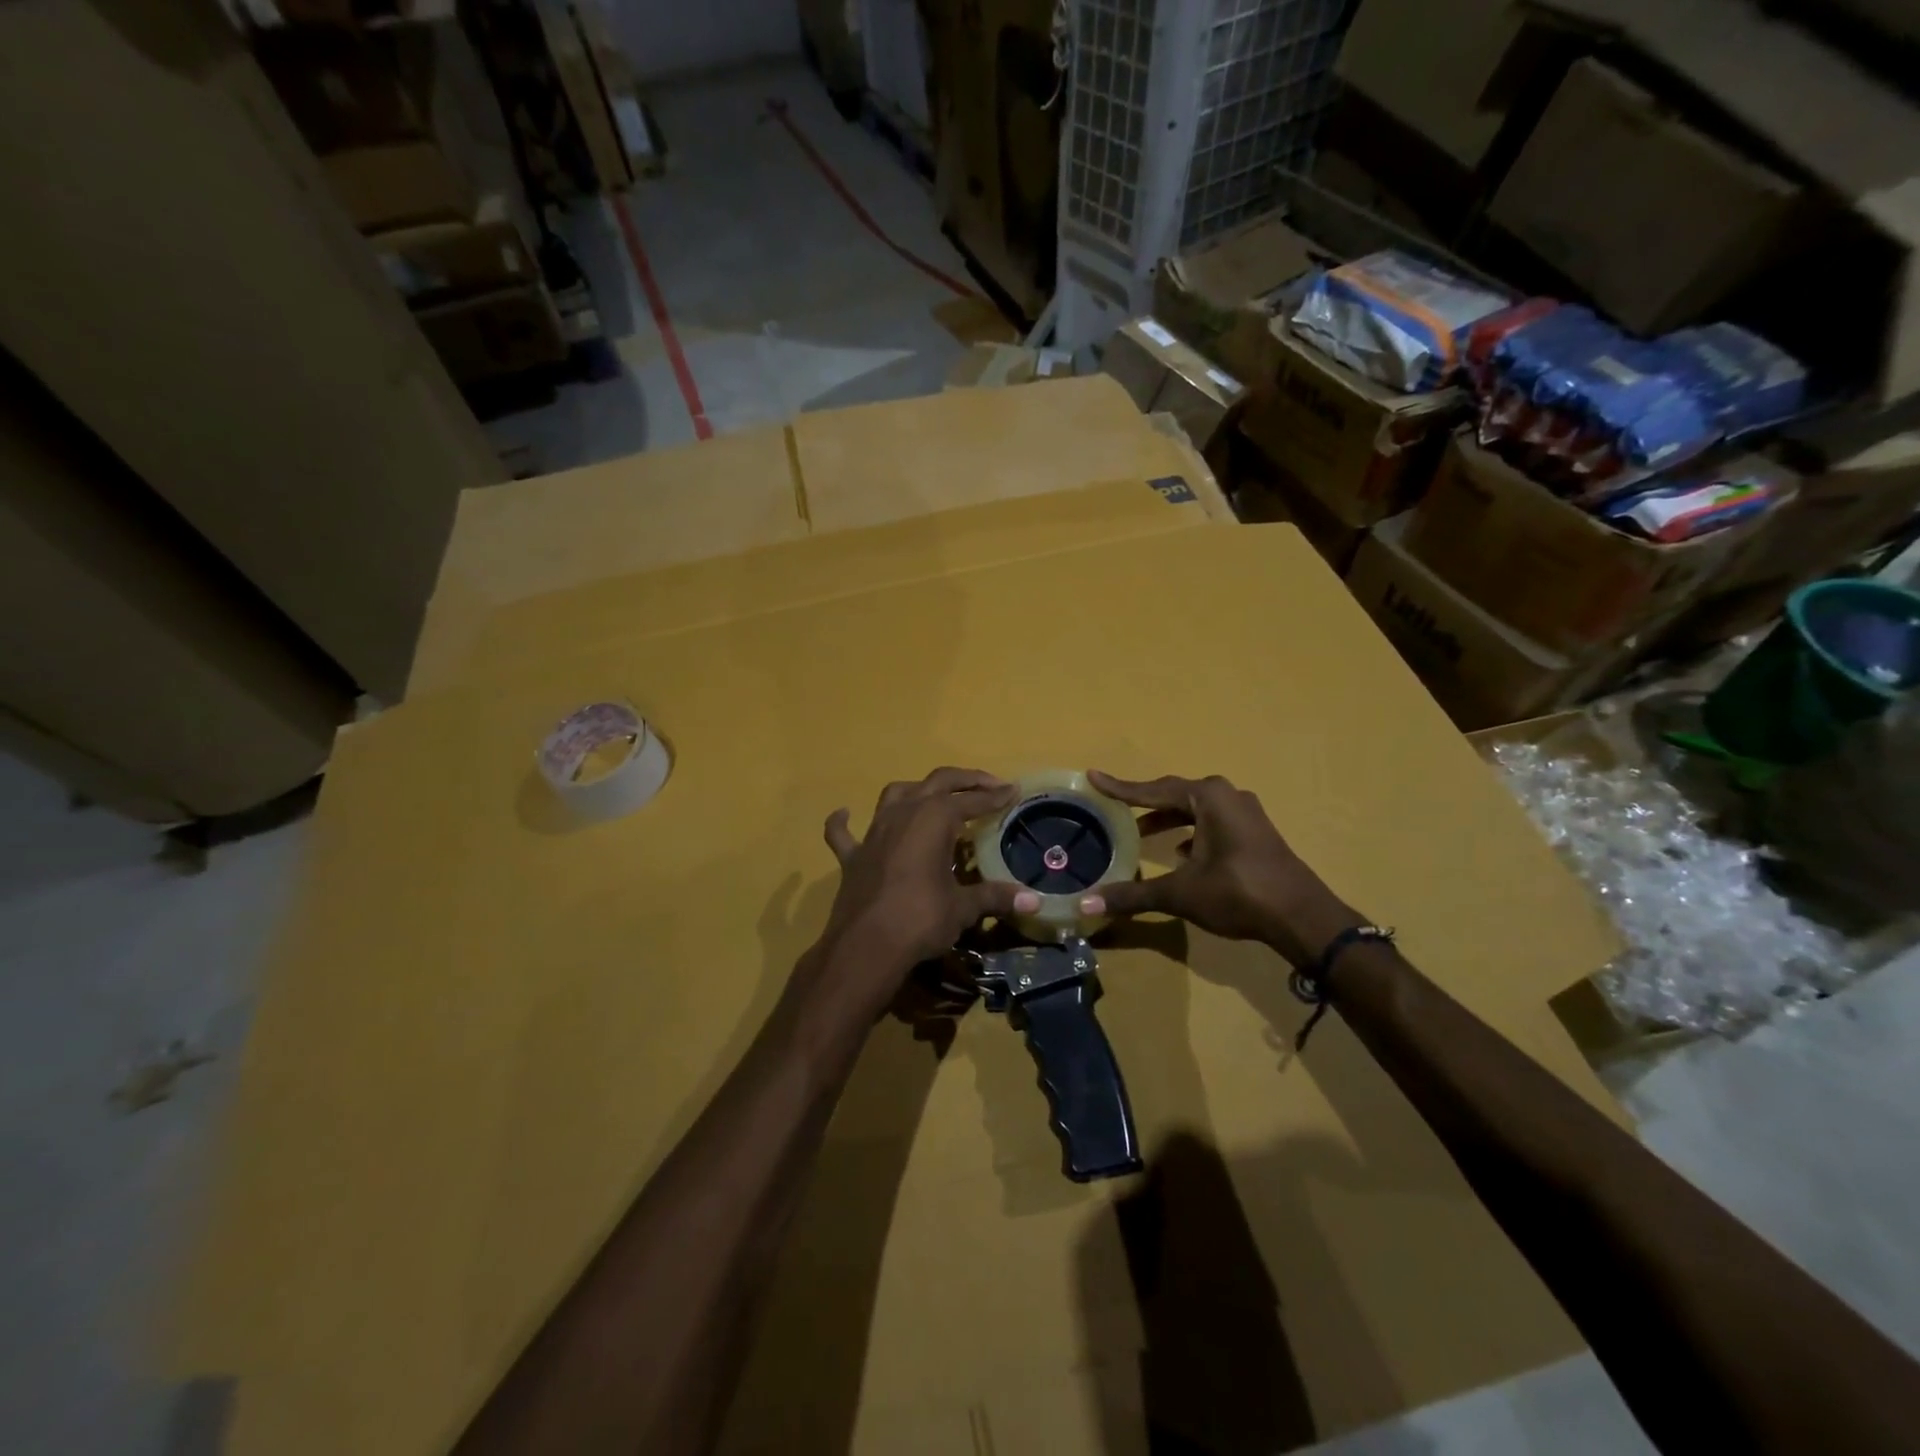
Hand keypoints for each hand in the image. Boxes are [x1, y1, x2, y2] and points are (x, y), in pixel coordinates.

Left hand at [818, 768, 1039, 990]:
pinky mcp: (852, 855)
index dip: (994, 795)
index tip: (1013, 790)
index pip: (972, 800)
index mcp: (934, 819)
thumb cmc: (921, 920)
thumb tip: (1035, 900)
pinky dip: (844, 822)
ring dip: (917, 790)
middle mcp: (904, 814)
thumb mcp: (964, 908)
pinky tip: (844, 814)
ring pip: (895, 794)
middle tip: (988, 785)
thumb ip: (996, 897)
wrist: (866, 946)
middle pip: (937, 782)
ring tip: (933, 796)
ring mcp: (874, 832)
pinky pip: (843, 832)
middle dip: (965, 780)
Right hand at [1078, 772, 1360, 965]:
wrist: (1302, 917)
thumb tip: (1085, 904)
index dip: (1121, 788)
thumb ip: (1133, 895)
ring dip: (1169, 818)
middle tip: (1116, 809)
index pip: (1153, 790)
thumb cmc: (1239, 893)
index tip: (1094, 777)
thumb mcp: (1181, 893)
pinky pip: (1213, 822)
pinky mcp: (1256, 833)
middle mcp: (1228, 796)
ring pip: (1196, 809)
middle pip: (1176, 794)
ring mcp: (1246, 814)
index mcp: (1208, 798)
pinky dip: (1191, 831)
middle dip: (1145, 802)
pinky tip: (1180, 853)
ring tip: (1142, 833)